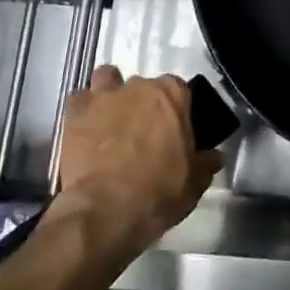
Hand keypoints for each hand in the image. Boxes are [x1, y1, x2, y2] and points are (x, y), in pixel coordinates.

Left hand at [55, 66, 221, 254]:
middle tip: (142, 133)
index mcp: (173, 95)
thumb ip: (205, 163)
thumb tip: (214, 156)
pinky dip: (83, 110)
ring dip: (110, 94)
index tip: (174, 130)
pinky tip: (86, 129)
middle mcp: (139, 86)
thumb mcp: (194, 183)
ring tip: (110, 120)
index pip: (180, 89)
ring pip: (107, 79)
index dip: (176, 110)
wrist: (106, 211)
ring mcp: (104, 96)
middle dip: (143, 103)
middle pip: (143, 85)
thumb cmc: (159, 192)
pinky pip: (79, 99)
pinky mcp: (74, 112)